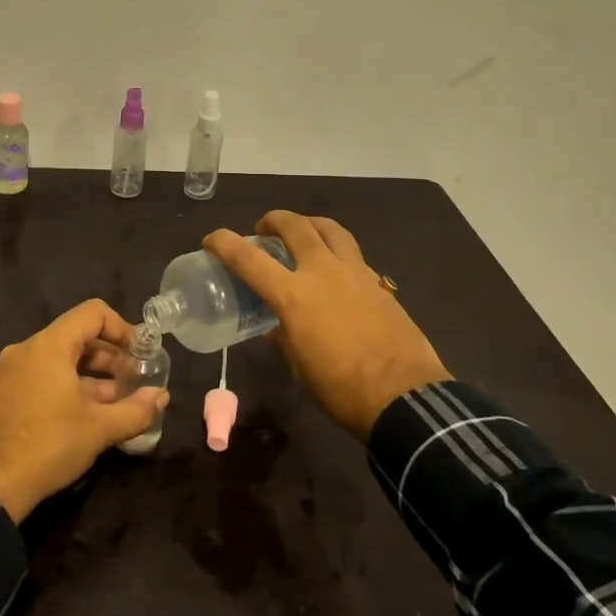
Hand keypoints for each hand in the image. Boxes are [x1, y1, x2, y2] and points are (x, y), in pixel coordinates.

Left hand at [0, 299, 169, 521]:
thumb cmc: (48, 445)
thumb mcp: (99, 429)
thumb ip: (135, 409)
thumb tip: (161, 396)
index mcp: (48, 346)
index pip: (93, 313)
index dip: (122, 328)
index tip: (138, 354)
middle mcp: (25, 350)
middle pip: (75, 336)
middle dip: (108, 357)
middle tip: (130, 382)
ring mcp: (7, 373)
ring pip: (56, 361)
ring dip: (87, 377)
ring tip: (111, 404)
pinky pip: (38, 378)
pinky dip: (62, 387)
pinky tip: (77, 419)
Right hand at [205, 212, 447, 441]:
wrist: (402, 395)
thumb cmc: (340, 388)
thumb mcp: (299, 367)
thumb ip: (284, 339)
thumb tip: (278, 329)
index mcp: (293, 296)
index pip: (248, 258)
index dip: (224, 243)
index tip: (212, 240)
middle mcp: (322, 272)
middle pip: (295, 225)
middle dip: (274, 220)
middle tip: (264, 230)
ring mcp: (355, 272)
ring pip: (330, 229)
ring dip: (310, 224)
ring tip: (303, 232)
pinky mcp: (378, 282)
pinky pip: (353, 253)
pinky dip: (337, 251)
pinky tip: (336, 270)